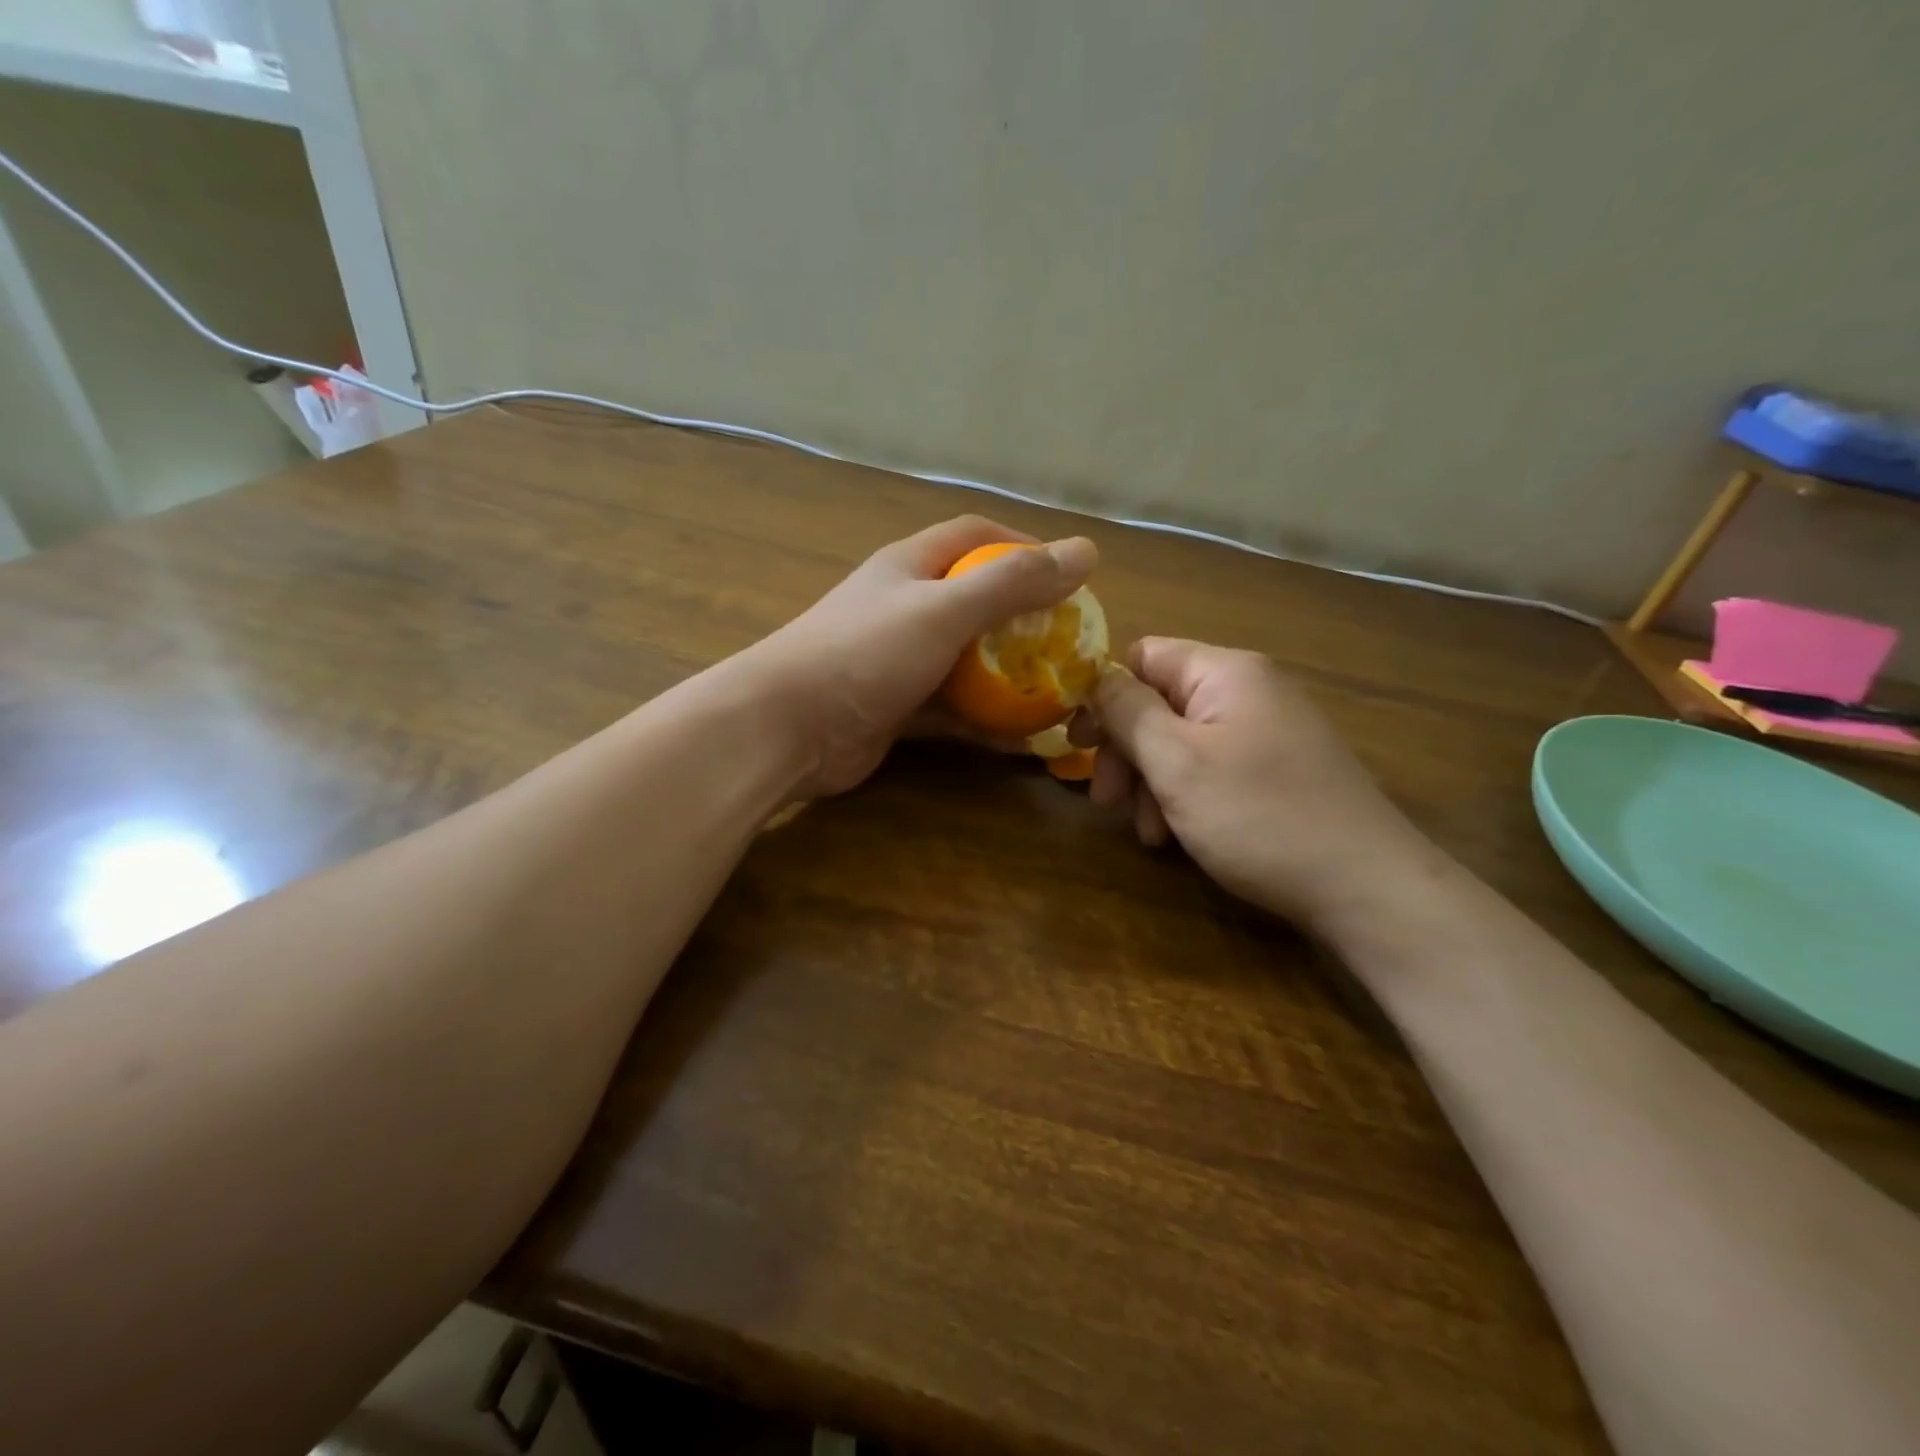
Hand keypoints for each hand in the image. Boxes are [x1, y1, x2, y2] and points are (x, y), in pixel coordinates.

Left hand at [740, 516, 1097, 798]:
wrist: (785, 728)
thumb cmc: (865, 653)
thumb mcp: (944, 609)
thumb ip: (1012, 582)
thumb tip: (1086, 551)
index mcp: (910, 567)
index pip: (975, 536)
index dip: (1023, 546)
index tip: (1068, 574)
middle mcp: (904, 607)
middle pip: (974, 601)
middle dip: (1023, 619)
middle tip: (1069, 643)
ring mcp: (898, 661)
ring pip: (965, 661)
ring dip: (1007, 676)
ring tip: (1057, 693)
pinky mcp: (895, 709)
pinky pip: (951, 710)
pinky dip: (983, 722)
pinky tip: (1021, 740)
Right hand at [1090, 638, 1432, 926]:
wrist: (1366, 887)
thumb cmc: (1260, 816)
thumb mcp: (1178, 762)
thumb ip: (1128, 712)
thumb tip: (1095, 677)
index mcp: (1226, 672)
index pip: (1143, 657)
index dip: (1104, 695)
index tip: (1078, 745)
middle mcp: (1249, 691)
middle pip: (1160, 703)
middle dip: (1126, 752)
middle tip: (1104, 801)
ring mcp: (1268, 732)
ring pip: (1182, 742)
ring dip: (1152, 783)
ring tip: (1149, 834)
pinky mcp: (1279, 771)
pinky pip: (1213, 768)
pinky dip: (1186, 797)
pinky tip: (1178, 838)